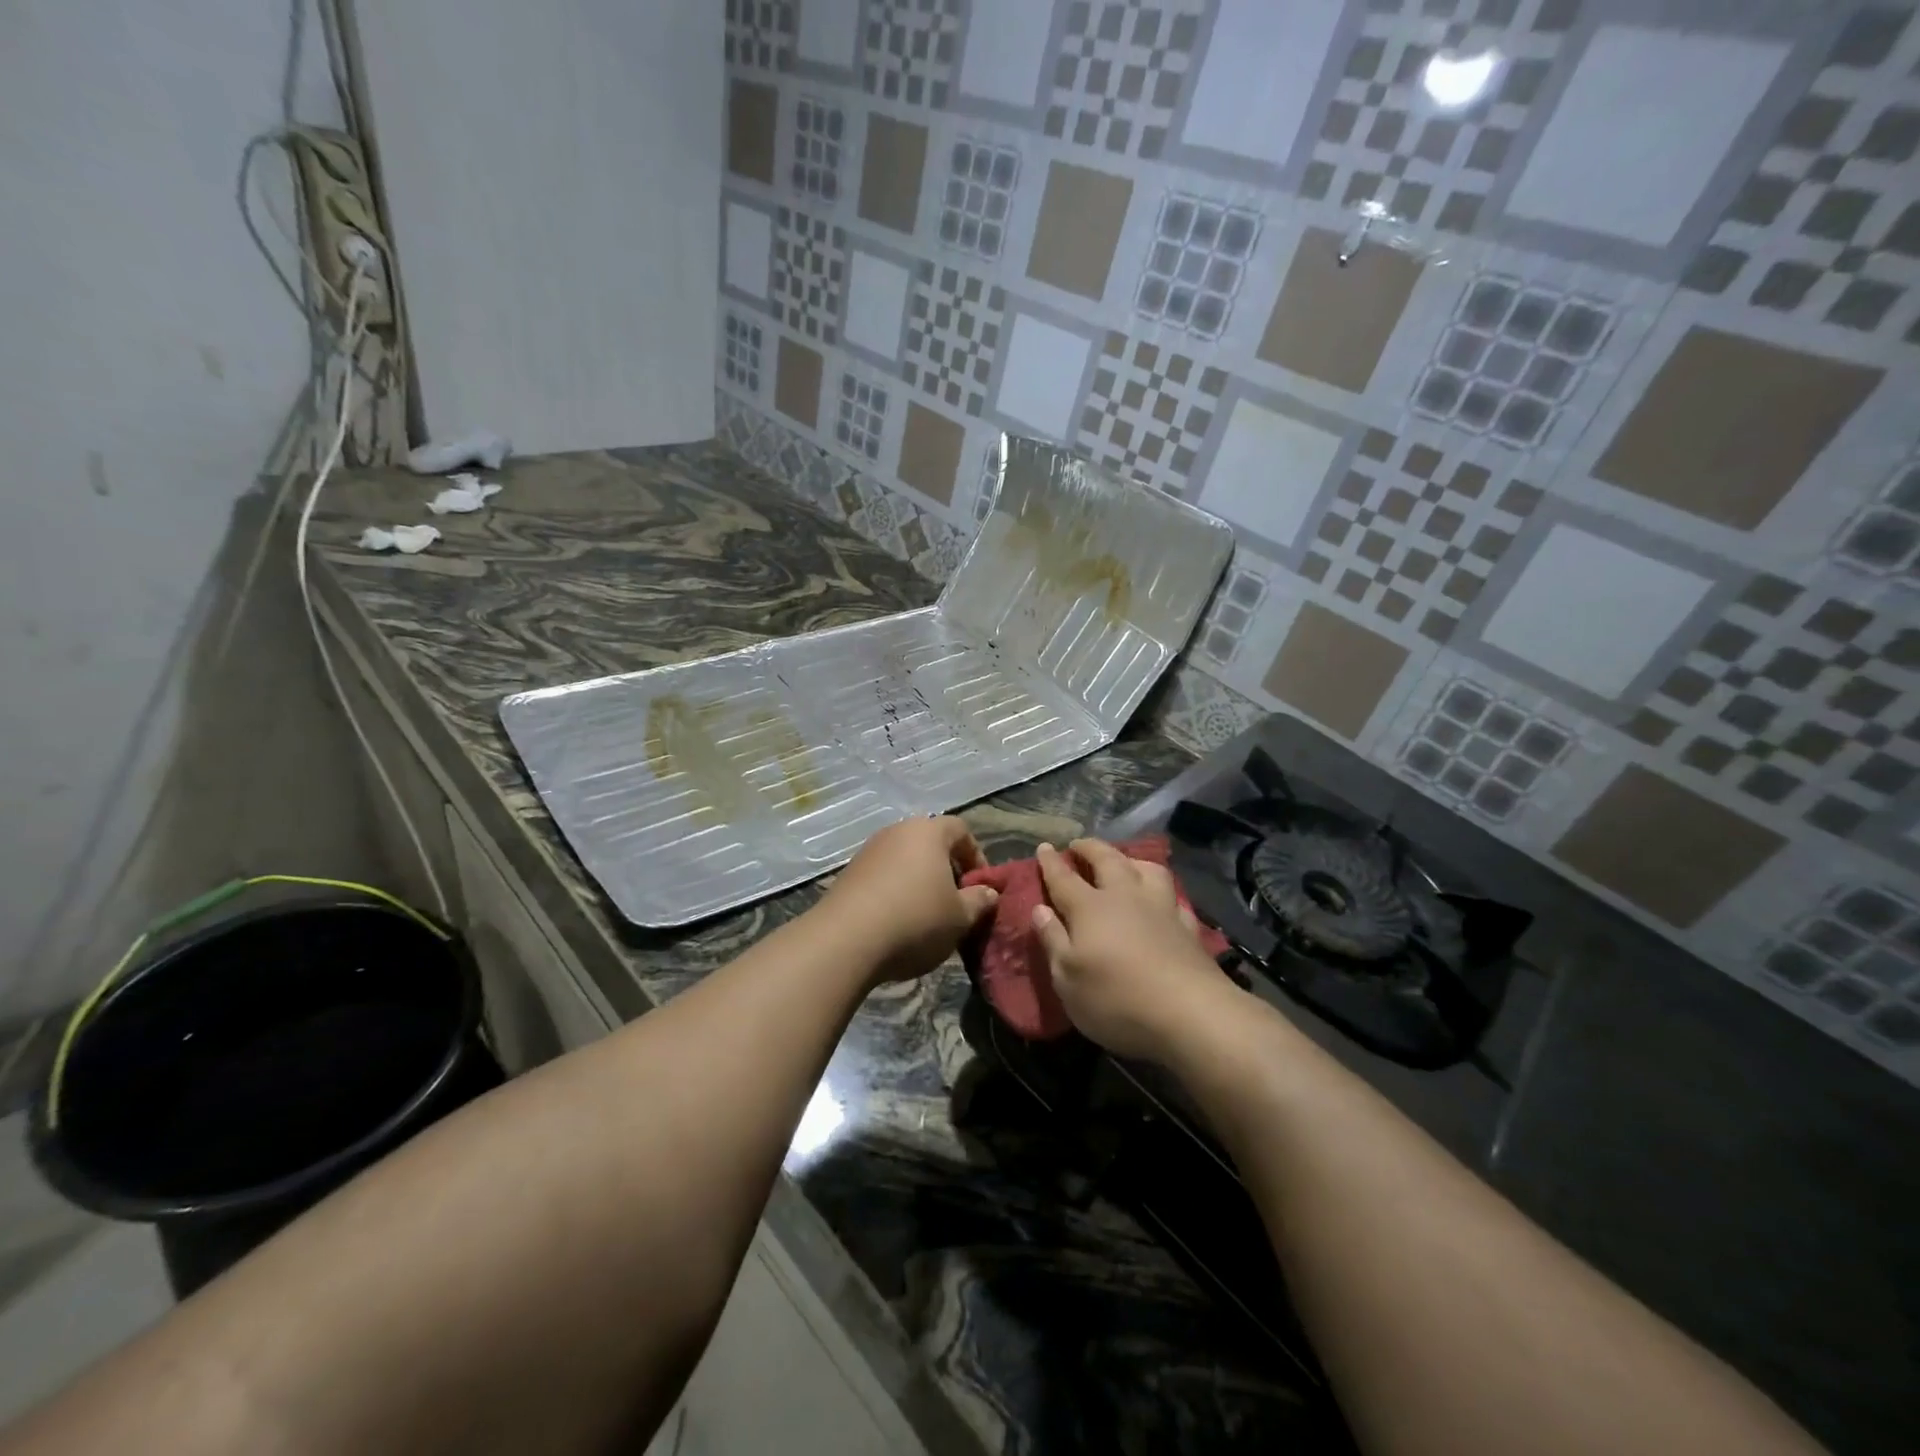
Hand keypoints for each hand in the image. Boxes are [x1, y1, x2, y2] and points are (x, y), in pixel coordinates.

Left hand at [815, 816, 998, 983]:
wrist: (845, 940)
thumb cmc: (915, 920)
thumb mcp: (960, 917)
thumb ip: (979, 901)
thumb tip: (988, 892)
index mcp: (928, 832)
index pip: (960, 830)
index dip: (976, 856)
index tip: (980, 887)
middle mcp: (897, 832)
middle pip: (930, 843)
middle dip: (947, 870)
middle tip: (956, 902)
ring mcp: (869, 851)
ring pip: (905, 860)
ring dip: (920, 882)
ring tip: (927, 916)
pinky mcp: (848, 874)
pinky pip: (883, 876)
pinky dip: (895, 892)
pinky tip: (898, 922)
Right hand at [1032, 839, 1240, 1062]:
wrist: (1189, 1013)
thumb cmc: (1116, 998)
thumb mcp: (1067, 978)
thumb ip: (1052, 940)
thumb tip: (1040, 909)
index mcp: (1090, 908)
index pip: (1064, 878)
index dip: (1051, 862)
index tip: (1044, 847)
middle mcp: (1126, 897)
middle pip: (1107, 860)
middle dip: (1090, 848)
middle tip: (1079, 845)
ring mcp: (1161, 909)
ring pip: (1147, 869)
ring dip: (1132, 860)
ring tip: (1124, 863)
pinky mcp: (1189, 927)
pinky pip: (1174, 898)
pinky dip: (1164, 894)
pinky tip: (1163, 902)